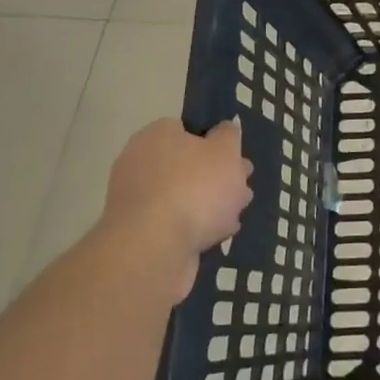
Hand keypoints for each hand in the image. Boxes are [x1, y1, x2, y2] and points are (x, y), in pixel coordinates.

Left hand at [103, 118, 252, 300]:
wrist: (154, 249)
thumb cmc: (195, 188)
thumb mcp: (225, 151)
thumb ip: (229, 136)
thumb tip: (224, 130)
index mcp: (156, 136)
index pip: (186, 129)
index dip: (214, 141)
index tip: (235, 157)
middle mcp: (140, 164)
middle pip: (186, 165)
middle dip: (216, 177)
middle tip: (242, 186)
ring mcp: (137, 201)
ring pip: (183, 196)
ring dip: (209, 204)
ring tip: (236, 214)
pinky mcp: (140, 234)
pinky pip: (175, 223)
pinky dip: (194, 228)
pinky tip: (216, 235)